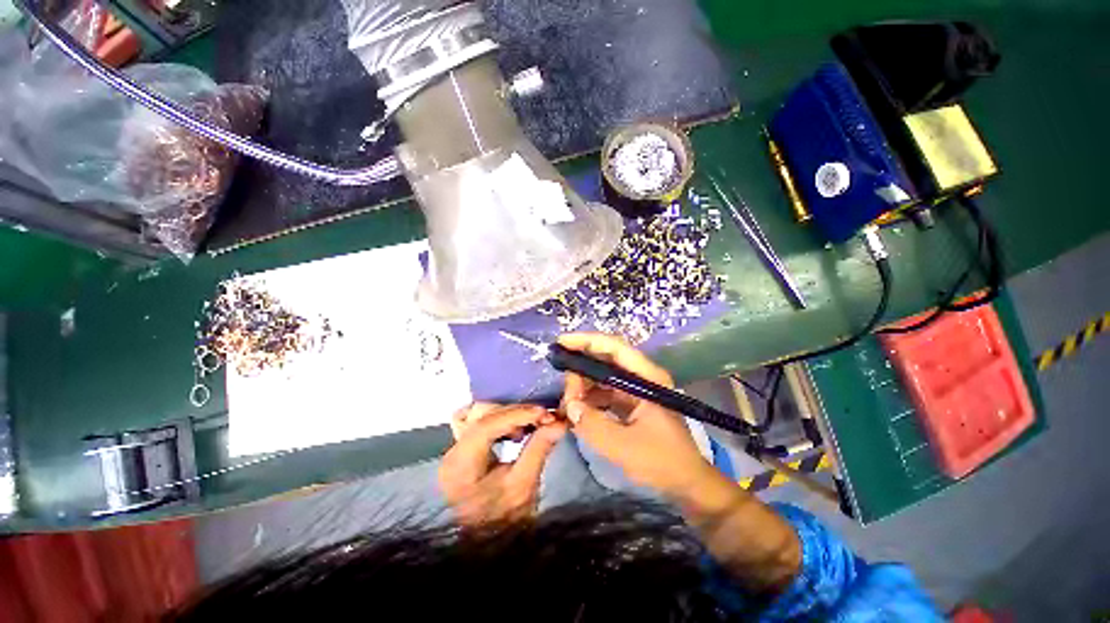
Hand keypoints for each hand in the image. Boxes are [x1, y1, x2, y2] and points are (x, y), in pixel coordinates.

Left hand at [439, 402, 566, 526]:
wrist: (486, 546)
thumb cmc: (503, 522)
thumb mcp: (524, 486)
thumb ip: (539, 448)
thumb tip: (559, 422)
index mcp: (461, 465)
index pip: (485, 425)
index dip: (517, 414)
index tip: (544, 413)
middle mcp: (452, 451)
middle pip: (482, 414)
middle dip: (515, 412)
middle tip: (543, 418)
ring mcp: (456, 449)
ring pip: (481, 414)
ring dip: (508, 415)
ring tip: (530, 425)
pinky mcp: (464, 450)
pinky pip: (481, 423)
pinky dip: (501, 421)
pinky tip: (516, 430)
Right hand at [558, 333, 715, 496]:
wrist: (687, 484)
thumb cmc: (662, 462)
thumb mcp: (624, 446)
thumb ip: (593, 425)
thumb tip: (570, 406)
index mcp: (647, 378)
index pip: (614, 348)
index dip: (586, 341)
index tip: (561, 343)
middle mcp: (642, 377)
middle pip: (606, 360)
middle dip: (581, 370)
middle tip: (565, 392)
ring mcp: (637, 390)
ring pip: (603, 376)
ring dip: (584, 386)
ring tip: (568, 403)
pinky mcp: (633, 403)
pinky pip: (606, 392)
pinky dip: (591, 398)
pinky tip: (579, 410)